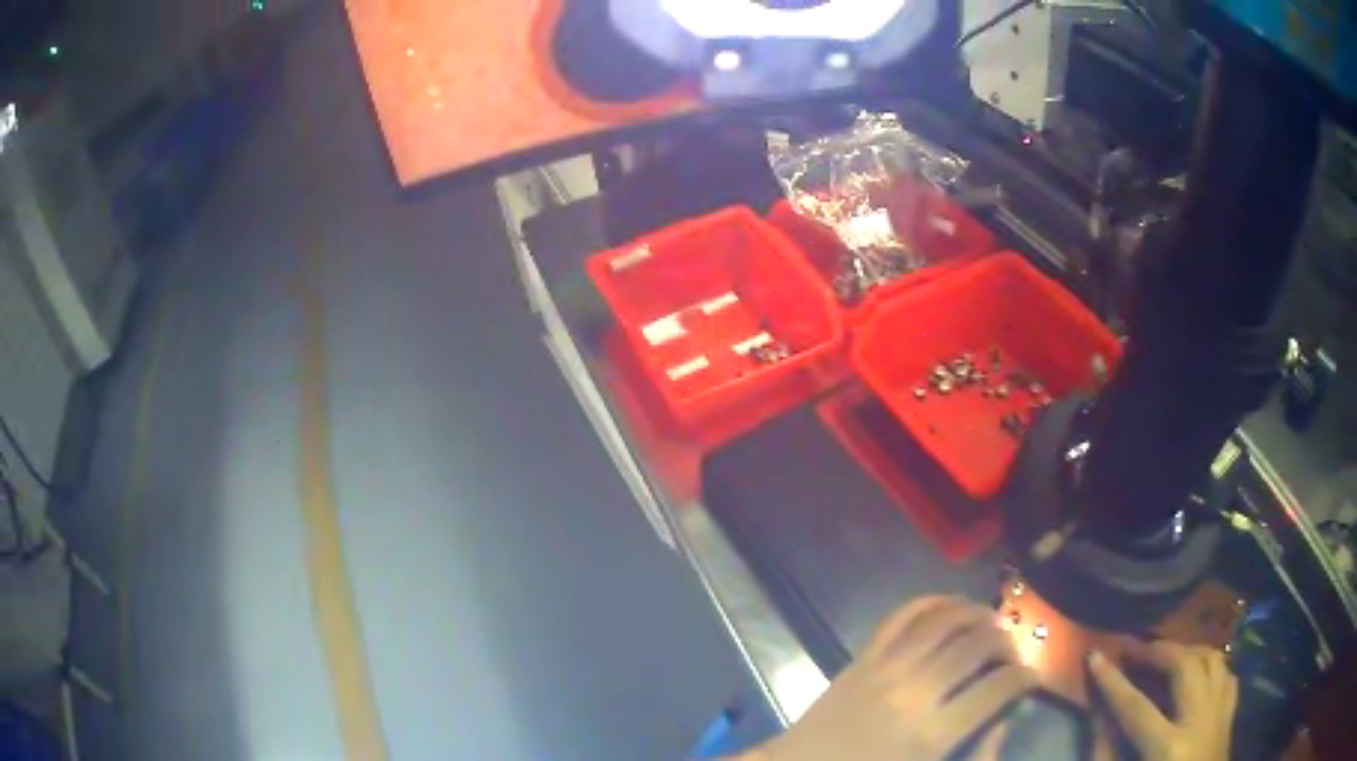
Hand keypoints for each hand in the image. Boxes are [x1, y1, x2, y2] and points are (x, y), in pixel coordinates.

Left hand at [744, 596, 1037, 760]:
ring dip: (978, 614)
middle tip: (1013, 653)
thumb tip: (1004, 720)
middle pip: (976, 647)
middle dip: (1006, 643)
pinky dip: (934, 601)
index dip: (1024, 678)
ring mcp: (884, 668)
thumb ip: (974, 757)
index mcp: (930, 734)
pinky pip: (902, 615)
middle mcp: (912, 692)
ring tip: (994, 624)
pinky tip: (955, 605)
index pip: (997, 689)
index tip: (1032, 679)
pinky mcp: (862, 657)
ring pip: (944, 622)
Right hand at [1088, 640, 1236, 760]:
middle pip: (1185, 666)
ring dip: (1189, 650)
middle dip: (1158, 651)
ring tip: (1169, 655)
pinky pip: (1227, 674)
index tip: (1094, 655)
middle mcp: (1199, 720)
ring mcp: (1220, 714)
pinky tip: (1200, 673)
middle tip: (1136, 649)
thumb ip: (1109, 755)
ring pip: (1213, 659)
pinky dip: (1213, 666)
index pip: (1135, 707)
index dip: (1112, 681)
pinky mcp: (1231, 714)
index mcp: (1167, 749)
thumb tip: (1099, 717)